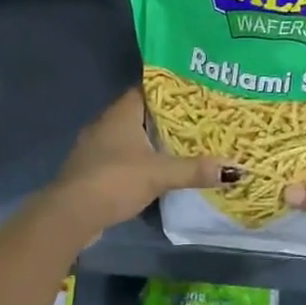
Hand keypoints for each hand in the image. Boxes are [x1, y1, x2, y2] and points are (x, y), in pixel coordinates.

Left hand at [43, 87, 238, 242]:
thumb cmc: (114, 180)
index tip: (197, 91)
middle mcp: (107, 123)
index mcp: (121, 112)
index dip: (172, 89)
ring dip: (154, 140)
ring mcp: (97, 147)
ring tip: (185, 142)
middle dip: (168, 116)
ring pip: (132, 136)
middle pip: (142, 112)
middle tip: (200, 118)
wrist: (70, 216)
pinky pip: (124, 156)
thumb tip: (236, 169)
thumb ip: (194, 170)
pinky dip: (142, 159)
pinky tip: (160, 168)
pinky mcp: (94, 170)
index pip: (149, 89)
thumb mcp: (159, 174)